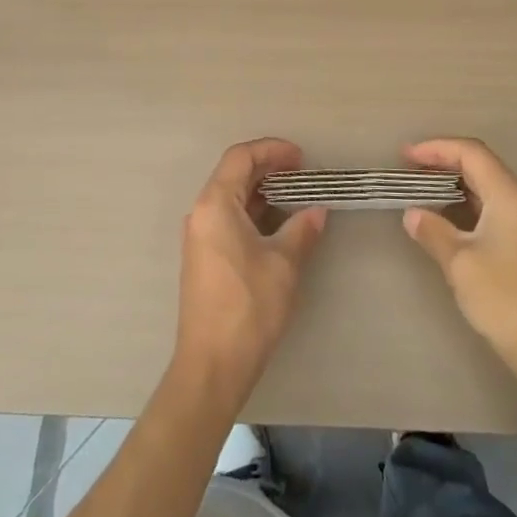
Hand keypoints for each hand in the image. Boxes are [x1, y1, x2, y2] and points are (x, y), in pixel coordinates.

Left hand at [173, 138, 326, 410]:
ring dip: (262, 192)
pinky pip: (228, 219)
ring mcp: (199, 237)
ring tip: (296, 196)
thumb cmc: (248, 307)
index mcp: (215, 205)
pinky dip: (253, 212)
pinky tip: (278, 225)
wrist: (212, 366)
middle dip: (268, 168)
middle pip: (233, 174)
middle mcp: (201, 214)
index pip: (241, 157)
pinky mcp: (204, 258)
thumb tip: (317, 211)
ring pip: (230, 198)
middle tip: (302, 174)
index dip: (272, 150)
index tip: (301, 158)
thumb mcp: (283, 265)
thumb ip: (301, 230)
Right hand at [402, 138, 516, 382]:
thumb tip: (413, 214)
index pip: (471, 153)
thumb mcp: (460, 263)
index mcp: (509, 196)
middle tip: (408, 169)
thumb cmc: (505, 300)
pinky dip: (465, 205)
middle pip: (481, 165)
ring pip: (487, 188)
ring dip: (454, 184)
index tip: (404, 156)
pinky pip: (491, 209)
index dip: (436, 148)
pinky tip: (447, 220)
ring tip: (422, 190)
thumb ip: (433, 232)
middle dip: (443, 162)